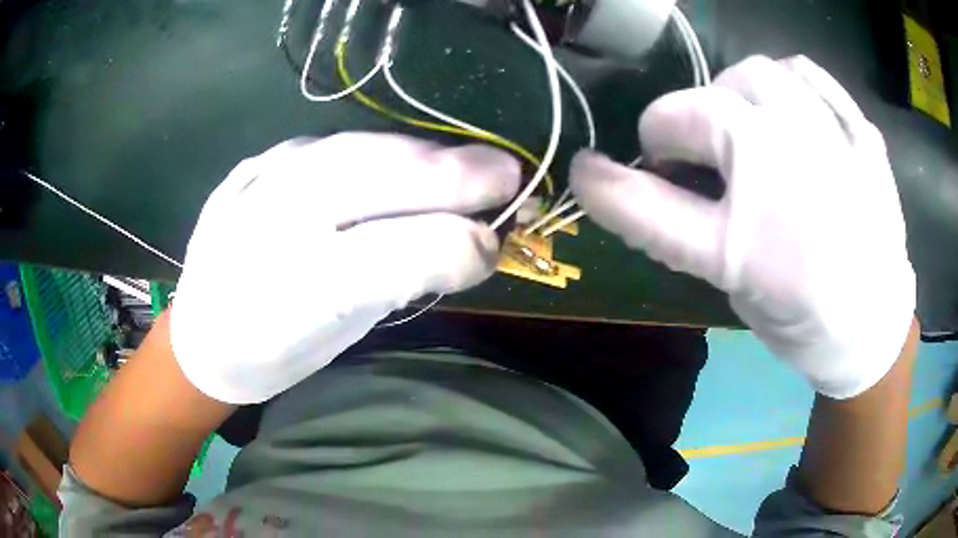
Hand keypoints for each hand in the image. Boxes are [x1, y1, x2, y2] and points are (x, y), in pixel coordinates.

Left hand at [171, 133, 519, 403]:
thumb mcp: (339, 336)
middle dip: (455, 175)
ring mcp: (258, 181)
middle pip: (376, 180)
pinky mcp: (256, 163)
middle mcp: (270, 225)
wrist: (201, 334)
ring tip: (468, 164)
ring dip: (424, 155)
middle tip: (509, 175)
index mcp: (292, 292)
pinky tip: (406, 161)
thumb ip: (400, 282)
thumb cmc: (273, 352)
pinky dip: (381, 149)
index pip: (393, 254)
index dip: (456, 245)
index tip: (497, 245)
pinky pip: (332, 144)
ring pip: (358, 149)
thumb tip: (471, 244)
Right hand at [570, 56, 914, 398]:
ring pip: (757, 73)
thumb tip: (651, 180)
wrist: (876, 327)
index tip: (588, 173)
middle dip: (679, 126)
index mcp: (744, 240)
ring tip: (745, 120)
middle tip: (694, 153)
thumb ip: (689, 230)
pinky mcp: (860, 135)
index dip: (606, 185)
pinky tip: (792, 104)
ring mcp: (829, 142)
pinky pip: (812, 77)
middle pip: (701, 108)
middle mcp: (784, 172)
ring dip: (732, 93)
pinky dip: (790, 81)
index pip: (647, 201)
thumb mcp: (734, 288)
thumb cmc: (804, 321)